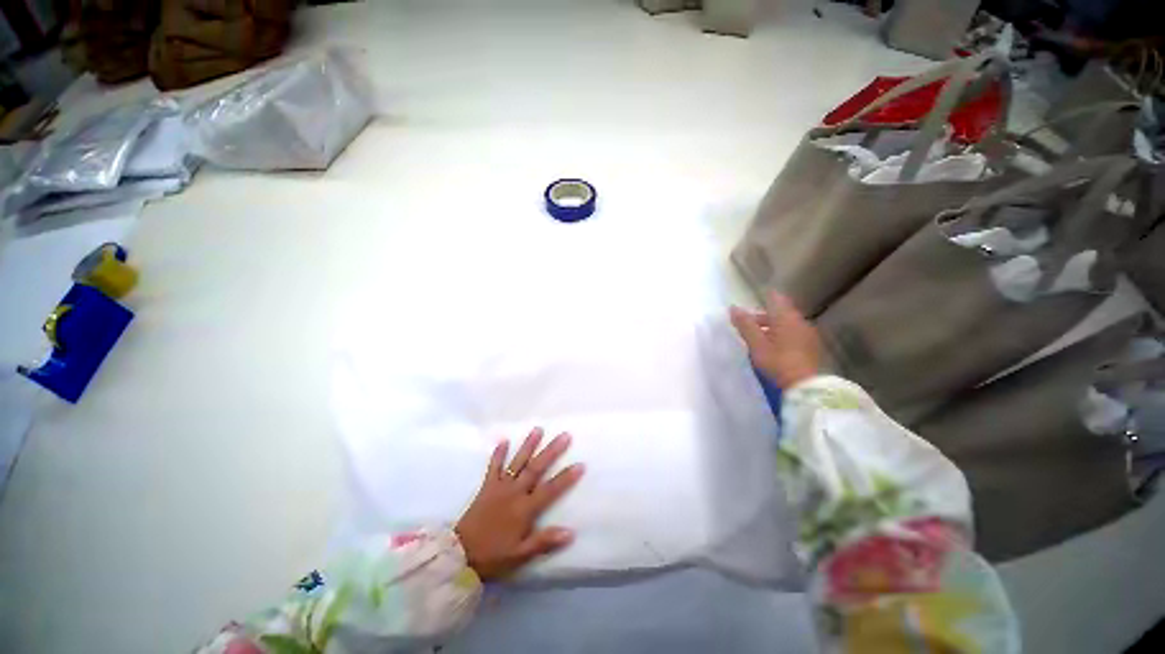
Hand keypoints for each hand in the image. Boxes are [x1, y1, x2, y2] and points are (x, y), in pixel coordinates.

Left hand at [455, 428, 584, 580]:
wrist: (459, 555)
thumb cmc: (493, 556)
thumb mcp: (520, 556)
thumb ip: (544, 542)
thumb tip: (571, 532)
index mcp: (525, 509)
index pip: (550, 490)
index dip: (566, 478)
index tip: (580, 464)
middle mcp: (514, 492)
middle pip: (536, 468)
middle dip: (551, 451)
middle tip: (564, 435)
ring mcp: (500, 487)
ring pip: (517, 462)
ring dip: (528, 445)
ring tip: (538, 429)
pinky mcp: (487, 486)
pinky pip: (493, 467)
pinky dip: (498, 454)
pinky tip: (504, 440)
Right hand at [730, 291, 821, 387]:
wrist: (806, 386)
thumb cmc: (778, 361)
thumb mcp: (756, 344)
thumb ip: (745, 325)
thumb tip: (733, 308)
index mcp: (786, 318)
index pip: (776, 299)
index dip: (767, 297)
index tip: (757, 298)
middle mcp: (800, 322)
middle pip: (781, 313)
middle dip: (765, 316)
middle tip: (749, 325)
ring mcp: (808, 335)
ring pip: (788, 324)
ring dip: (773, 327)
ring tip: (759, 338)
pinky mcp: (812, 348)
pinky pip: (794, 335)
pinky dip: (782, 336)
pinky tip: (774, 347)